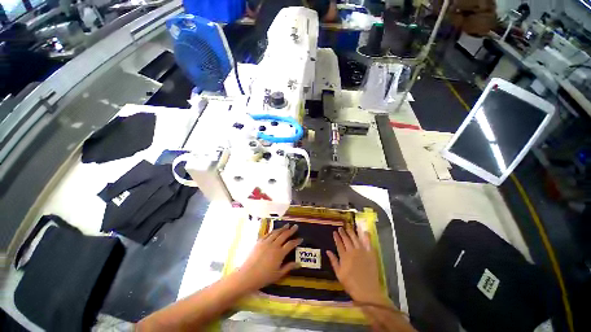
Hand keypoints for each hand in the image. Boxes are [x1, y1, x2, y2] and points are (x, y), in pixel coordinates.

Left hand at [236, 224, 301, 291]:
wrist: (247, 275)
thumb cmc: (264, 277)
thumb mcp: (278, 274)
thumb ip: (289, 267)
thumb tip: (299, 264)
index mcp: (280, 253)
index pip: (290, 244)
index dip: (296, 241)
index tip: (301, 238)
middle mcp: (274, 245)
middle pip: (284, 235)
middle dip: (291, 230)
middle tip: (295, 226)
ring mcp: (266, 242)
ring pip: (276, 232)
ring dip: (282, 228)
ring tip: (287, 225)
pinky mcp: (259, 241)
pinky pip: (268, 234)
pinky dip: (273, 231)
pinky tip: (275, 230)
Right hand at [327, 226, 388, 304]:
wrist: (367, 291)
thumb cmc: (351, 284)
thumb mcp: (339, 274)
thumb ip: (333, 261)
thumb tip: (328, 251)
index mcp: (344, 256)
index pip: (339, 244)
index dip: (336, 237)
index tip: (334, 232)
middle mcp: (352, 251)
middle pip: (346, 239)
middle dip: (343, 233)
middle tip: (341, 227)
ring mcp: (362, 251)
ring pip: (356, 238)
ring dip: (352, 232)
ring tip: (349, 227)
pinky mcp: (370, 254)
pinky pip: (368, 242)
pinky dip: (366, 236)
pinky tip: (364, 231)